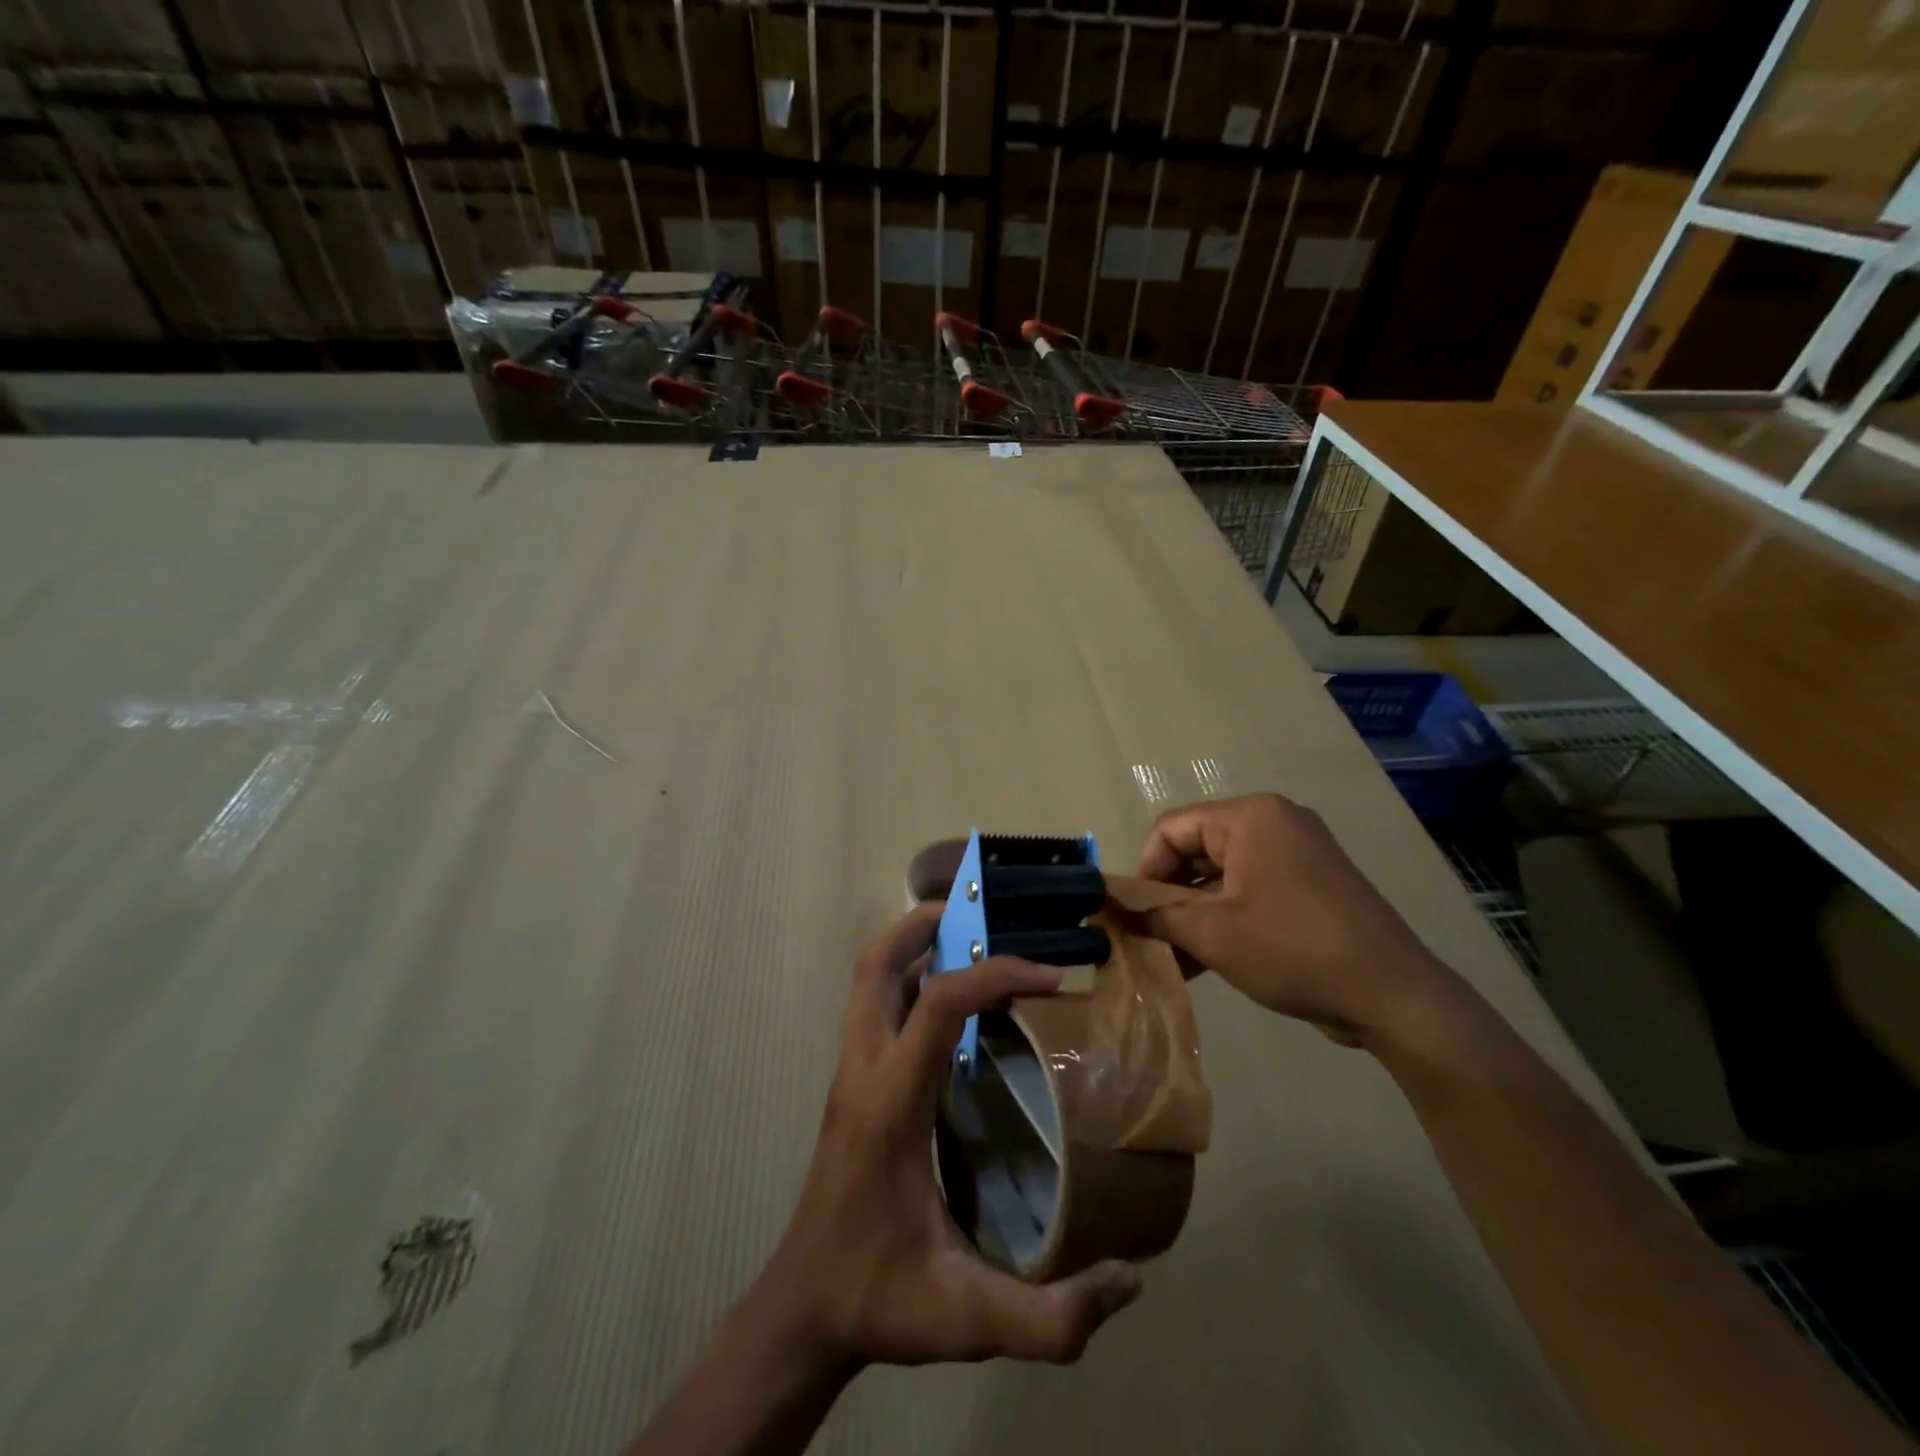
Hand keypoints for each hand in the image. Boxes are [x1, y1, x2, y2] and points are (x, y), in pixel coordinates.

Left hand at [765, 901, 1142, 1367]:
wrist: (801, 1310)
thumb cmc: (878, 1298)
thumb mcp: (967, 1319)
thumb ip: (1051, 1318)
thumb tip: (1130, 1279)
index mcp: (890, 1104)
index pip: (939, 1003)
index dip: (997, 974)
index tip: (1051, 977)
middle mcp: (863, 1071)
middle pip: (876, 964)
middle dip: (925, 923)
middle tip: (984, 913)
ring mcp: (850, 1073)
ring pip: (868, 978)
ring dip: (913, 945)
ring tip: (972, 940)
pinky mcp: (852, 1082)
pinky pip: (875, 1005)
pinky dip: (909, 979)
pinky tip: (953, 1002)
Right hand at [1134, 793, 1455, 1045]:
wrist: (1394, 997)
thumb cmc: (1293, 950)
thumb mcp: (1211, 934)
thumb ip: (1154, 914)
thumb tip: (1111, 905)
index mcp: (1250, 817)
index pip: (1171, 829)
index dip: (1145, 871)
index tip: (1137, 918)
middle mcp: (1274, 823)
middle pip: (1196, 851)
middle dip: (1169, 898)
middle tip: (1152, 941)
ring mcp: (1296, 854)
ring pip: (1221, 876)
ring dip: (1194, 915)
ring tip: (1174, 960)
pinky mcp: (1310, 886)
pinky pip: (1251, 891)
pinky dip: (1225, 920)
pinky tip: (1204, 962)